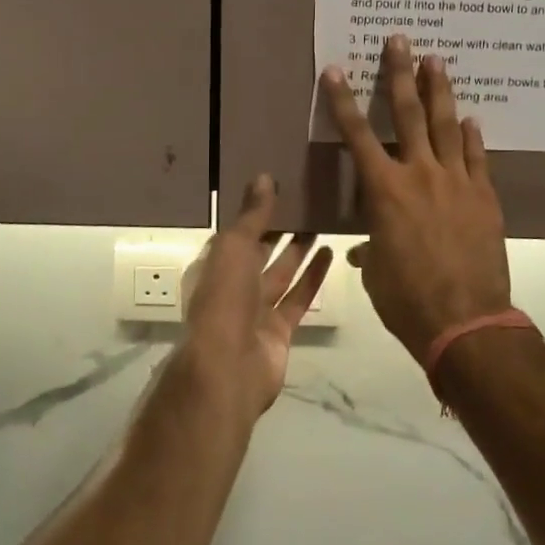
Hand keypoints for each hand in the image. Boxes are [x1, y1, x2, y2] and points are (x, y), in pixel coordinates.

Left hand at [178, 175, 330, 420]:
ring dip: (299, 250)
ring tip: (321, 222)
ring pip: (281, 273)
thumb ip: (252, 215)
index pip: (235, 234)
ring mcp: (256, 311)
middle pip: (259, 253)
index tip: (278, 188)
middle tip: (306, 202)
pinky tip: (330, 252)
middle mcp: (232, 287)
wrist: (229, 368)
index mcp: (213, 266)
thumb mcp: (234, 247)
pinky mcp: (280, 330)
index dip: (254, 213)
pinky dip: (313, 277)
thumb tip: (263, 177)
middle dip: (279, 230)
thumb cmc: (224, 299)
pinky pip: (298, 297)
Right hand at [321, 35, 510, 362]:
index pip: (357, 136)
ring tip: (437, 61)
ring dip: (440, 91)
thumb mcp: (377, 273)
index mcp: (384, 191)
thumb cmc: (407, 299)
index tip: (337, 70)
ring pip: (448, 126)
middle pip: (409, 114)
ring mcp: (457, 182)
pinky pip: (478, 158)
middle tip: (401, 39)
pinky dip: (473, 137)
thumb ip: (373, 250)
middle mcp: (420, 175)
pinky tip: (473, 120)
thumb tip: (370, 250)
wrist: (466, 320)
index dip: (343, 102)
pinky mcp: (484, 197)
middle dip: (401, 74)